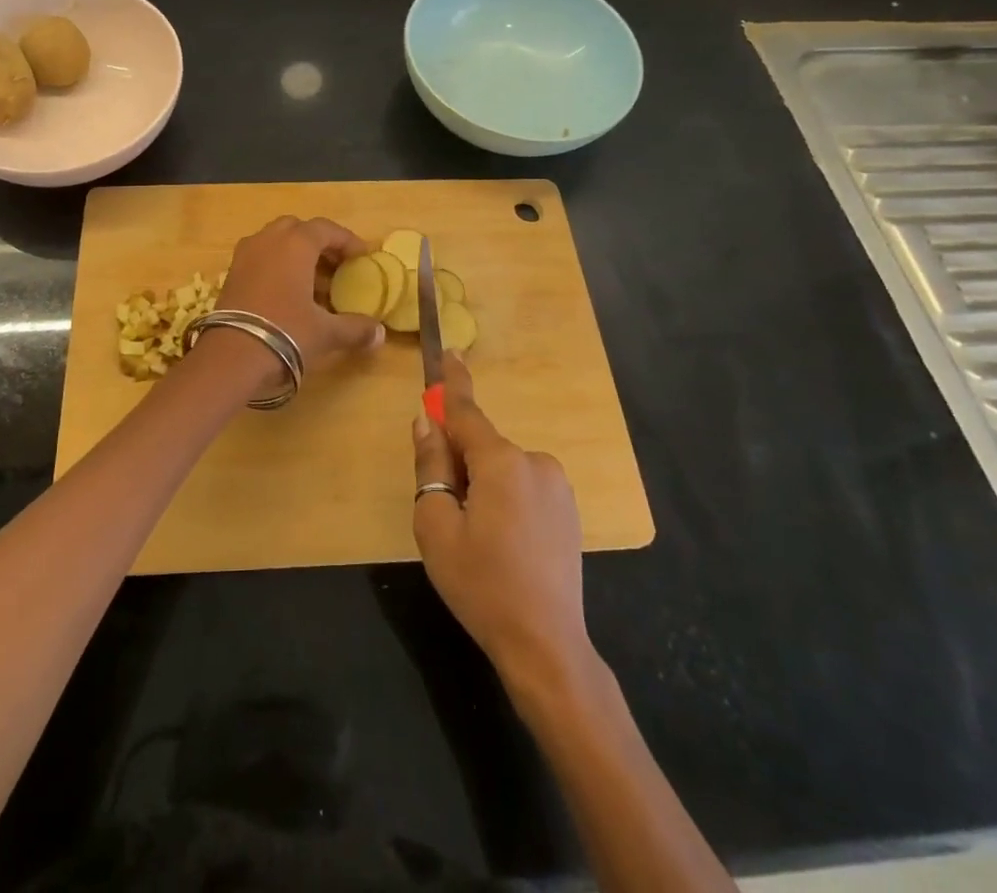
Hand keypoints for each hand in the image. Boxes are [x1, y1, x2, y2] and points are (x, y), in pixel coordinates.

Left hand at [205, 216, 385, 394]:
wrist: (231, 355)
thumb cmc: (285, 332)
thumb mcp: (325, 332)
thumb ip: (354, 328)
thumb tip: (379, 335)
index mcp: (295, 244)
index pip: (326, 229)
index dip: (347, 241)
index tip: (362, 256)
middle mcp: (268, 240)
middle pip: (298, 229)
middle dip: (318, 243)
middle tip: (335, 265)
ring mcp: (245, 255)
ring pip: (275, 241)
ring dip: (295, 254)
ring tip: (313, 282)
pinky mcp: (231, 273)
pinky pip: (259, 257)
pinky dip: (276, 265)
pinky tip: (287, 293)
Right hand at [412, 353, 590, 684]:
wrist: (546, 645)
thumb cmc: (481, 584)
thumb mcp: (436, 525)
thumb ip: (430, 465)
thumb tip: (427, 423)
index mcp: (501, 462)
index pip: (467, 411)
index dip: (451, 383)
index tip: (448, 351)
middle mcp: (535, 462)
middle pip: (482, 446)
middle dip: (459, 462)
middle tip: (446, 511)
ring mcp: (557, 487)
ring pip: (502, 469)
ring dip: (482, 484)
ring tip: (476, 538)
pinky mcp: (568, 510)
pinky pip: (523, 487)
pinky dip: (505, 499)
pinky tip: (503, 544)